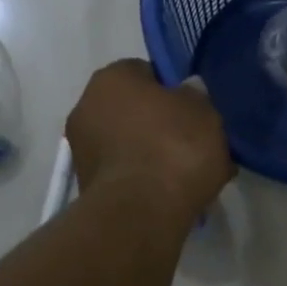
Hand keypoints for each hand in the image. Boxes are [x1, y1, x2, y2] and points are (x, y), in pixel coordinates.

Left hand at [66, 59, 233, 220]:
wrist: (141, 213)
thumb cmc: (174, 146)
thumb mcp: (203, 110)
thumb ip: (196, 95)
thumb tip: (186, 93)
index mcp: (111, 77)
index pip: (146, 72)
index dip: (174, 90)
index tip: (194, 111)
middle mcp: (87, 106)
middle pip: (134, 110)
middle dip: (160, 124)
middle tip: (193, 142)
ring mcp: (82, 148)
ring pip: (130, 143)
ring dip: (153, 154)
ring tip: (188, 174)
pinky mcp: (86, 185)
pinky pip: (125, 173)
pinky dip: (144, 179)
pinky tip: (171, 193)